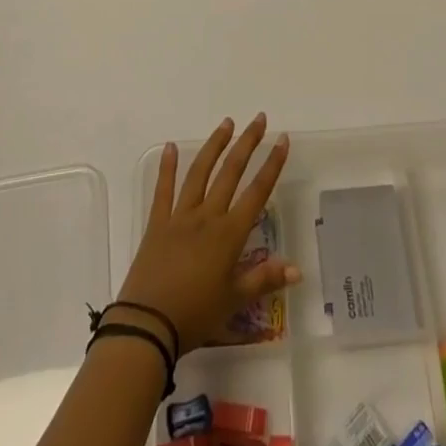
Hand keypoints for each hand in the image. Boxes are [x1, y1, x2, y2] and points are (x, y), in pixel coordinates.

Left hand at [117, 114, 299, 353]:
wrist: (147, 325)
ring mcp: (180, 216)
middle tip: (259, 119)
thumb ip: (265, 280)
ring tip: (226, 123)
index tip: (283, 139)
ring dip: (214, 146)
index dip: (272, 165)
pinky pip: (163, 190)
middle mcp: (207, 216)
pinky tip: (171, 146)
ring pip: (200, 173)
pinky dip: (167, 167)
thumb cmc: (195, 315)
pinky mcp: (157, 223)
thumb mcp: (234, 301)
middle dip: (247, 143)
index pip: (257, 192)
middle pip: (231, 172)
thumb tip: (297, 269)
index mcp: (229, 234)